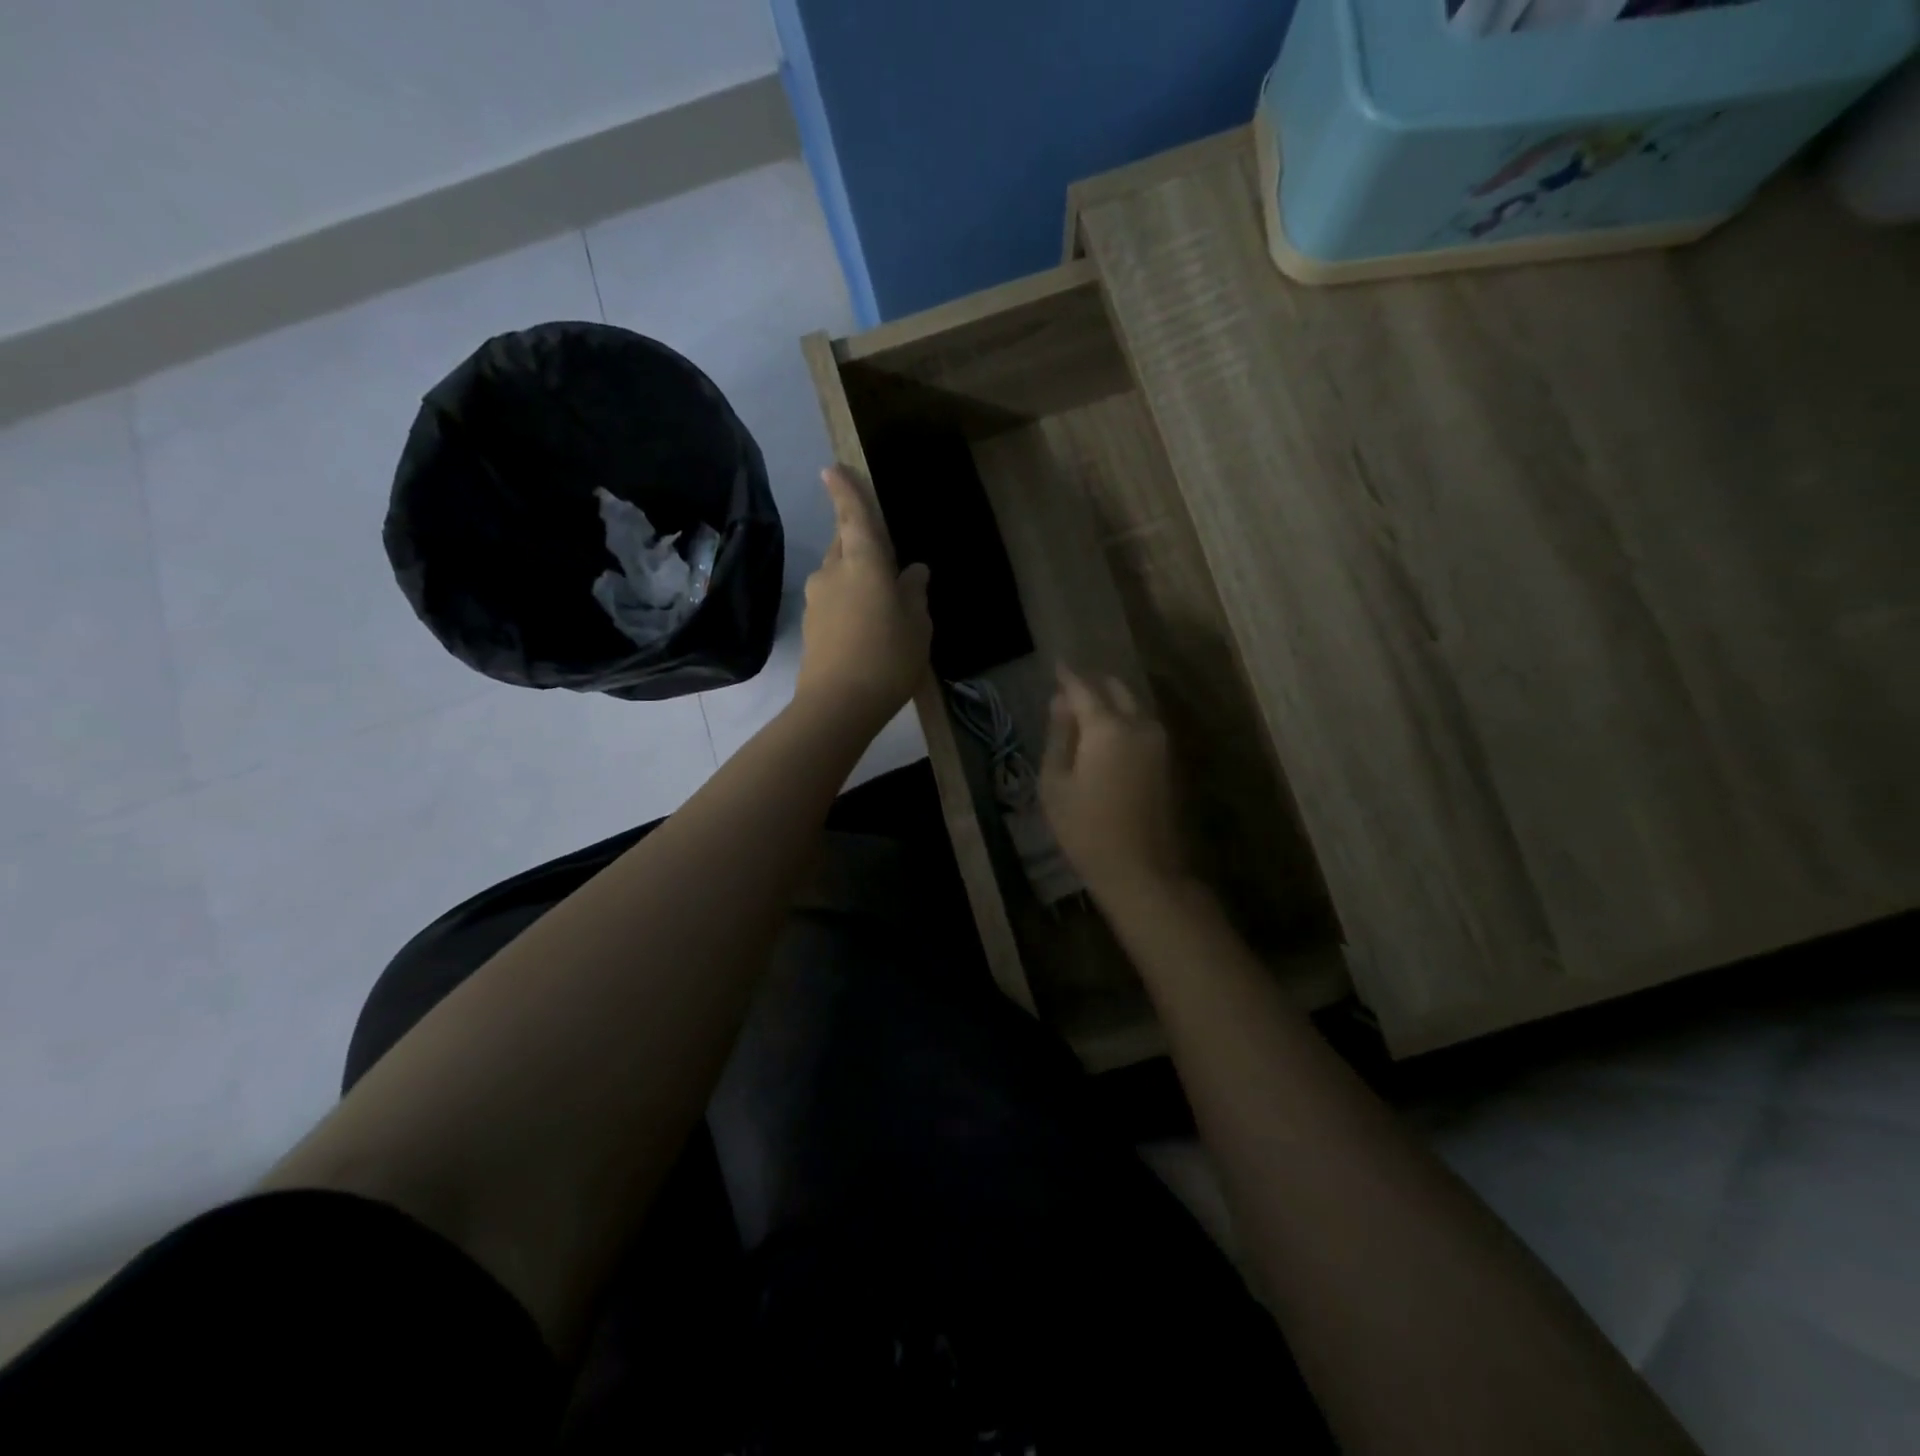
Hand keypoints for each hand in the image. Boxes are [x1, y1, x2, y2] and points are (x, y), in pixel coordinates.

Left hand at [795, 466, 931, 730]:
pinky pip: (833, 598)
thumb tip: (914, 572)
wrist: (838, 704)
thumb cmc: (888, 658)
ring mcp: (817, 598)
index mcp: (863, 562)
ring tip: (880, 597)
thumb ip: (915, 593)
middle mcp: (833, 571)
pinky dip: (848, 599)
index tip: (831, 469)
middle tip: (880, 549)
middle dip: (856, 538)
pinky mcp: (811, 624)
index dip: (845, 491)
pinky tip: (865, 623)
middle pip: (843, 543)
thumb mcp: (917, 625)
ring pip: (837, 573)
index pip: (854, 516)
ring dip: (855, 574)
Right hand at [1040, 667, 1188, 902]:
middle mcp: (1139, 725)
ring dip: (1111, 702)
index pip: (1083, 688)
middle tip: (1071, 690)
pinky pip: (1142, 726)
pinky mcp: (1168, 761)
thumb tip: (1060, 703)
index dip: (1067, 676)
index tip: (1057, 664)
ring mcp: (1159, 742)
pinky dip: (1123, 721)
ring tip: (1085, 712)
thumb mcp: (1055, 784)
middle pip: (1116, 689)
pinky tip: (1106, 737)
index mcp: (1108, 727)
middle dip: (1093, 684)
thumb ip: (1059, 736)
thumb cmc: (1086, 830)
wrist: (1142, 870)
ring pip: (1133, 706)